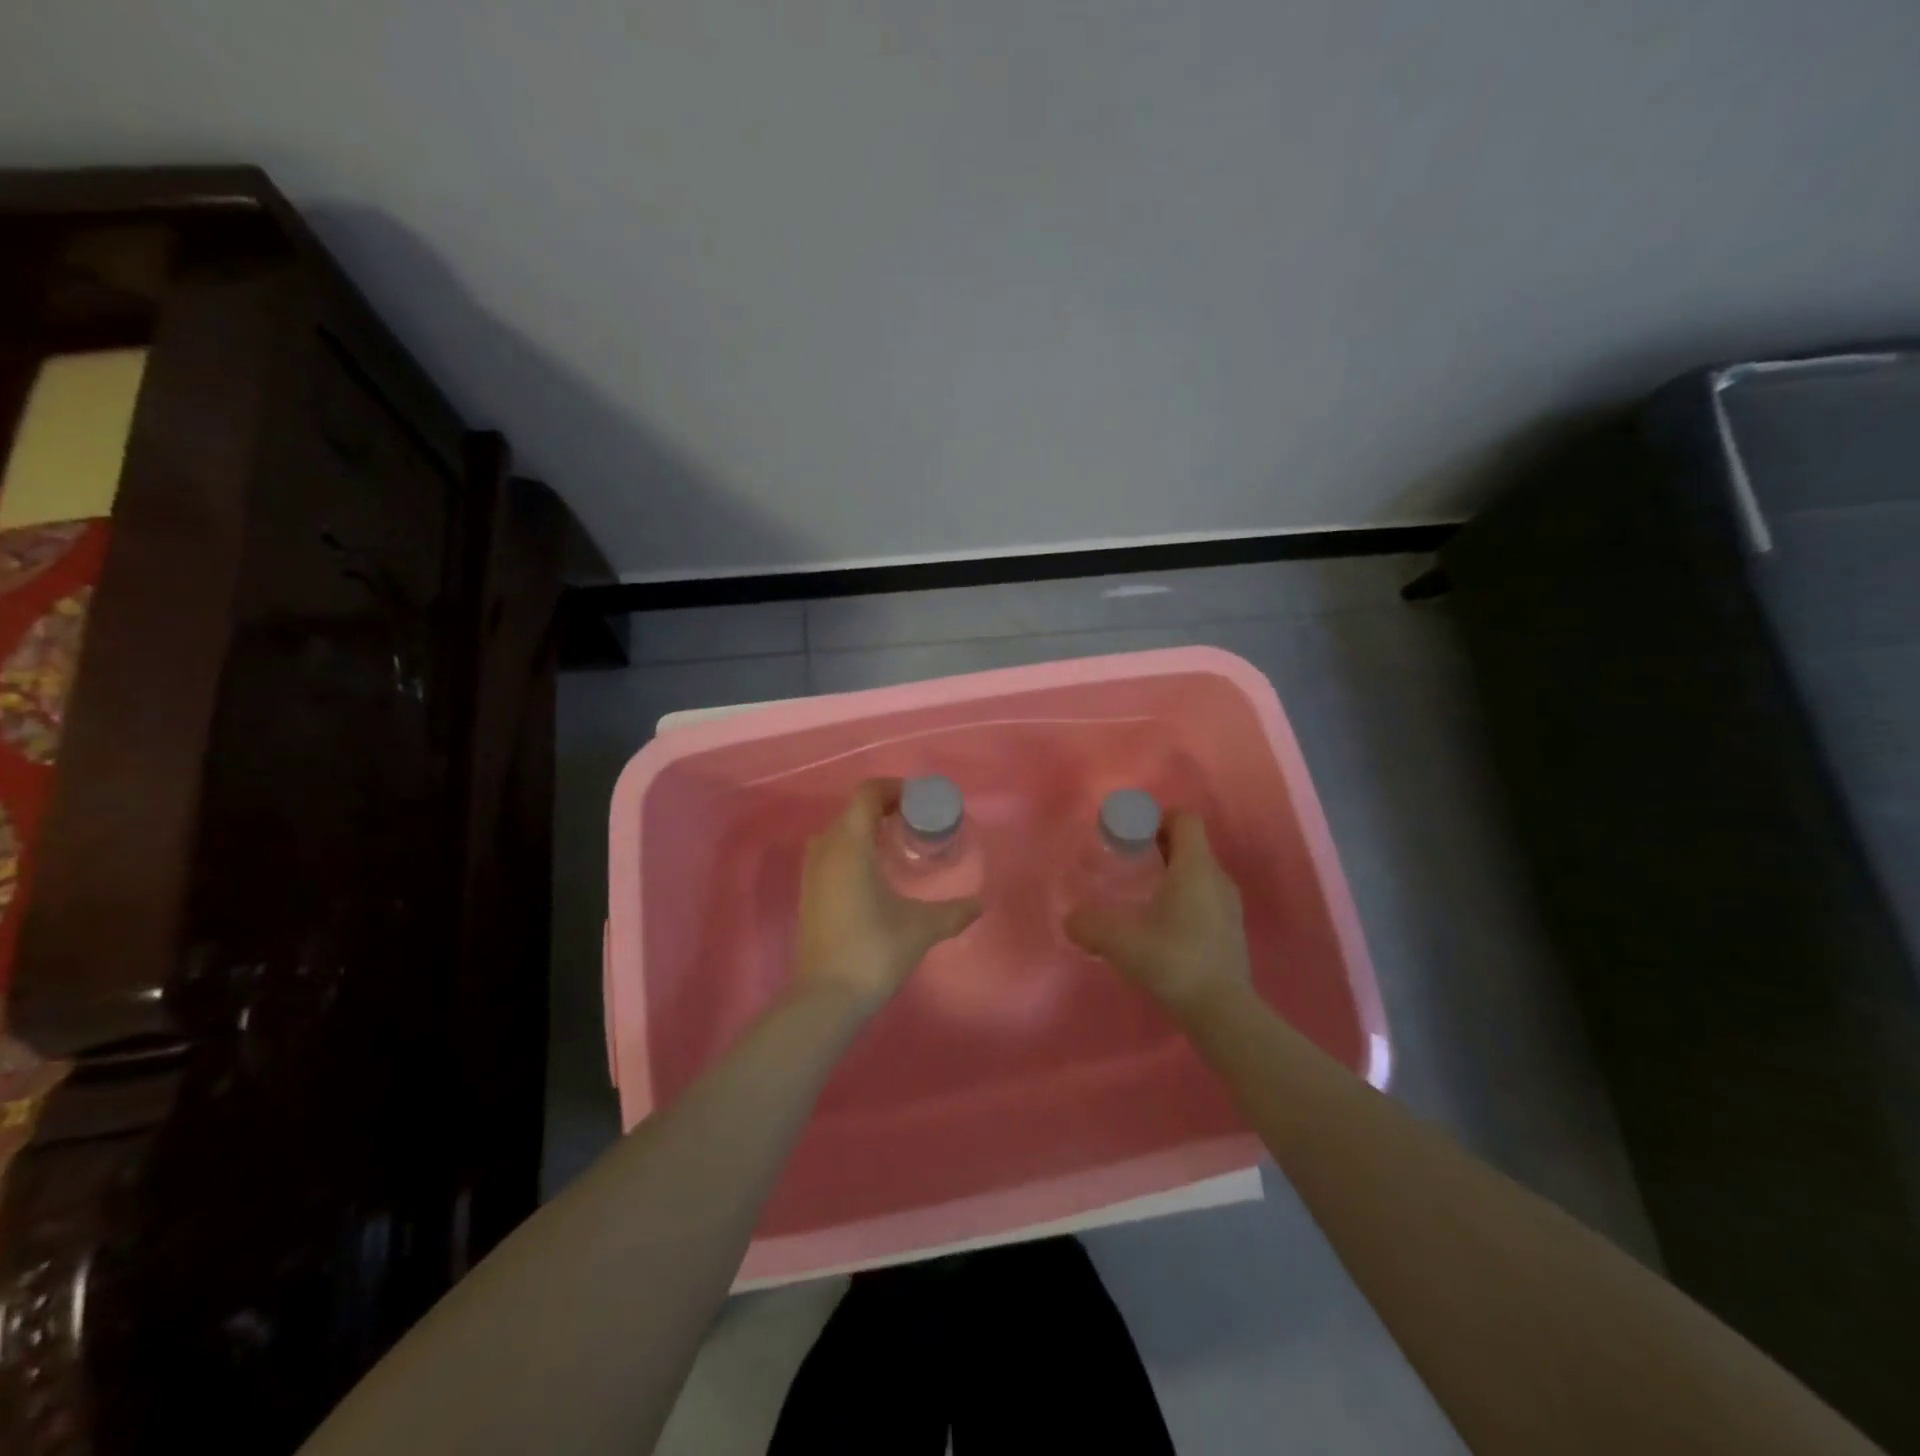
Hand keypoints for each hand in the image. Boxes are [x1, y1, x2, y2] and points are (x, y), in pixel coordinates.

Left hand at [794, 779, 982, 1012]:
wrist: (826, 997)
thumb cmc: (874, 951)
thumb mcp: (921, 928)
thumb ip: (953, 912)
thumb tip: (980, 904)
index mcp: (849, 845)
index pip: (867, 794)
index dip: (895, 789)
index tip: (921, 802)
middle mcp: (825, 849)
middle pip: (854, 809)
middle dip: (886, 807)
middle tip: (917, 821)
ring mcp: (812, 871)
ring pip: (840, 830)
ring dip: (867, 828)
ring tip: (898, 843)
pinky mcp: (809, 892)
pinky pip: (832, 851)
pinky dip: (854, 847)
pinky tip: (877, 872)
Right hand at [1065, 810, 1251, 1019]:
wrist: (1222, 1011)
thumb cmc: (1174, 961)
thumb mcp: (1121, 942)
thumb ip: (1090, 926)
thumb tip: (1071, 920)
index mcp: (1196, 868)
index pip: (1185, 819)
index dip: (1158, 817)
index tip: (1132, 833)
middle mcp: (1217, 878)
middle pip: (1191, 843)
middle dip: (1159, 843)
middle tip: (1128, 859)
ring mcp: (1229, 904)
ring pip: (1199, 870)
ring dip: (1172, 870)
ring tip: (1142, 891)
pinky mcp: (1231, 929)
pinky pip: (1206, 894)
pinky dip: (1184, 894)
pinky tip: (1162, 922)